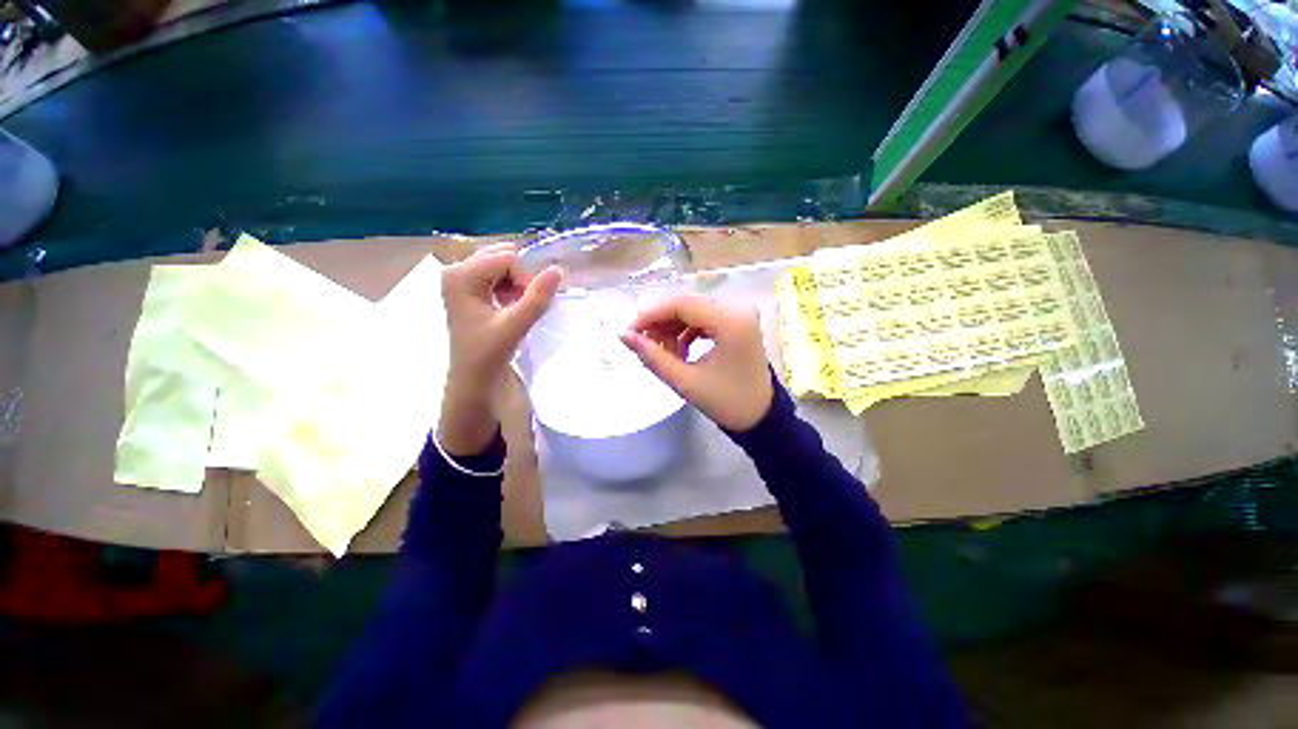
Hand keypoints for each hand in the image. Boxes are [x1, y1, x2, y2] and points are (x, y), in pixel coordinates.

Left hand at [440, 243, 561, 455]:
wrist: (472, 376)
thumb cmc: (487, 353)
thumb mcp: (514, 326)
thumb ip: (537, 298)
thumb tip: (557, 270)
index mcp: (460, 275)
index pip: (506, 258)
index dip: (523, 279)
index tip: (524, 305)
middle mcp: (456, 269)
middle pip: (502, 256)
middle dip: (519, 278)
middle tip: (518, 305)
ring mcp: (460, 277)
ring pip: (502, 264)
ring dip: (516, 283)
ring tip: (513, 308)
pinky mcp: (467, 286)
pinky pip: (497, 273)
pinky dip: (510, 287)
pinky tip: (508, 306)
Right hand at [619, 293, 773, 431]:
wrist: (761, 417)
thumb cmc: (726, 402)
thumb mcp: (686, 381)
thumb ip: (653, 356)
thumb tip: (623, 336)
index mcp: (730, 320)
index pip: (681, 304)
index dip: (651, 315)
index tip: (629, 332)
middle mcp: (737, 309)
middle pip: (687, 305)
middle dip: (660, 323)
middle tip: (642, 344)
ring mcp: (739, 314)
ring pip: (693, 311)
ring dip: (672, 328)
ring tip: (663, 353)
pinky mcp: (737, 323)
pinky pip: (703, 319)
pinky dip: (686, 332)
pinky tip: (680, 351)